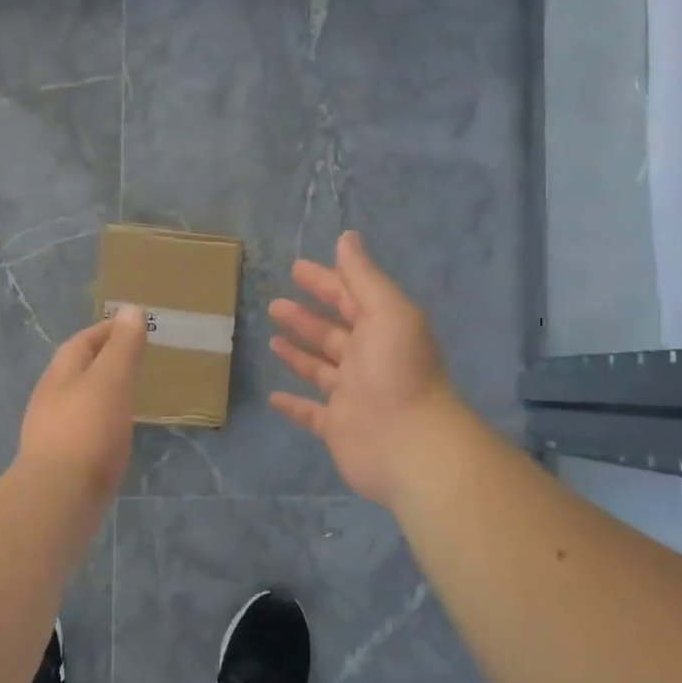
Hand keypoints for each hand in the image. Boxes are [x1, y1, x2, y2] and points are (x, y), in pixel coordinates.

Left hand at [17, 306, 146, 501]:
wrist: (57, 497)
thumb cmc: (87, 431)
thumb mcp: (110, 381)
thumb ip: (122, 348)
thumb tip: (131, 311)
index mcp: (60, 374)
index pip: (82, 341)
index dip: (107, 330)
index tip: (133, 326)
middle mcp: (49, 398)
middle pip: (75, 369)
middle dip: (102, 360)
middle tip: (133, 359)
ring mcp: (50, 430)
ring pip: (77, 400)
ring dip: (99, 391)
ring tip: (127, 394)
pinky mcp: (59, 460)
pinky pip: (81, 428)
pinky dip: (99, 420)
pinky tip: (113, 433)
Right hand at [270, 231, 456, 506]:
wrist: (409, 445)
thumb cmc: (396, 371)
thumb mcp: (387, 312)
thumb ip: (364, 277)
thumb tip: (347, 237)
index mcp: (381, 330)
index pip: (349, 299)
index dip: (324, 282)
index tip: (296, 269)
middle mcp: (367, 360)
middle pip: (332, 333)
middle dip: (306, 317)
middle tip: (275, 304)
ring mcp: (351, 395)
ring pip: (320, 369)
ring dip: (298, 354)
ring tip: (272, 338)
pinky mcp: (336, 427)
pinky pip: (310, 413)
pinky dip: (293, 405)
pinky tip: (273, 396)